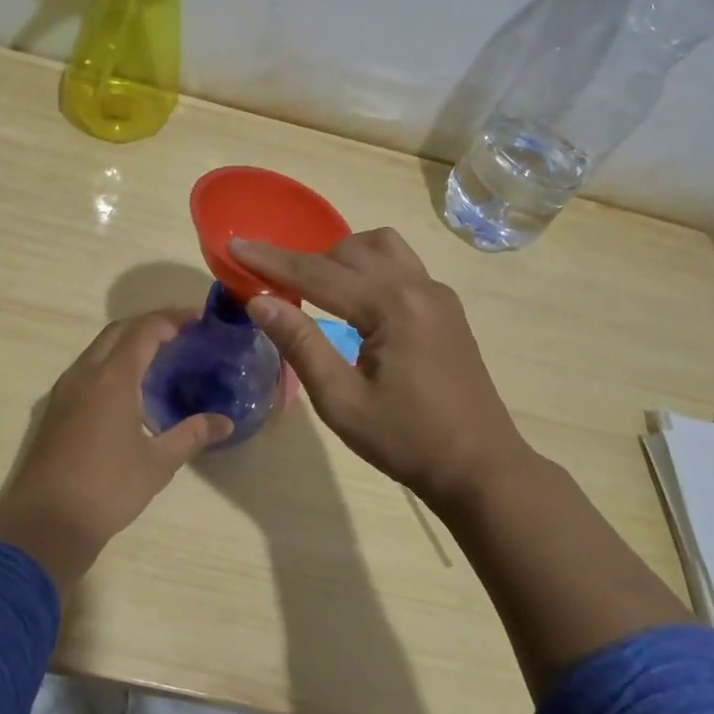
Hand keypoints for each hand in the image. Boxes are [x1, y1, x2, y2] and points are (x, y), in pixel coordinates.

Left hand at [0, 311, 231, 594]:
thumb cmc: (107, 489)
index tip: (197, 318)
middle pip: (119, 330)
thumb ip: (192, 436)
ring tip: (160, 352)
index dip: (171, 319)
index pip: (144, 331)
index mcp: (113, 378)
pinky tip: (130, 384)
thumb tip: (225, 422)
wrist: (45, 523)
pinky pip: (88, 367)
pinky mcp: (56, 408)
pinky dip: (112, 360)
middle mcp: (86, 373)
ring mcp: (66, 389)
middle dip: (150, 323)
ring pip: (99, 347)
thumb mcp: (158, 464)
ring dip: (128, 340)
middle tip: (181, 330)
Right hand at [231, 229, 530, 509]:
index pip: (318, 272)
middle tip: (271, 284)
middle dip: (303, 260)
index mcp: (392, 307)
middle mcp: (418, 286)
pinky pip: (400, 264)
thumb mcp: (341, 401)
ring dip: (341, 256)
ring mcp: (437, 293)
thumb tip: (259, 300)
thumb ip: (300, 344)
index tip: (234, 245)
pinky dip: (368, 267)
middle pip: (348, 251)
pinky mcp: (445, 306)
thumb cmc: (406, 441)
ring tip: (316, 288)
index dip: (271, 260)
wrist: (479, 468)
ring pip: (380, 246)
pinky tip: (354, 299)